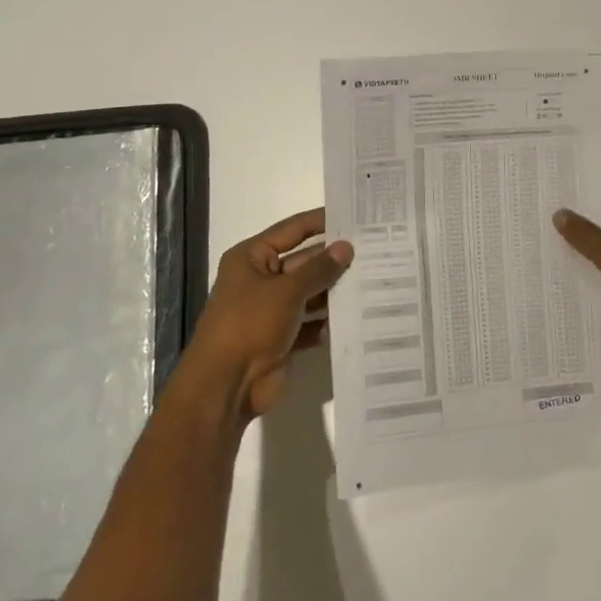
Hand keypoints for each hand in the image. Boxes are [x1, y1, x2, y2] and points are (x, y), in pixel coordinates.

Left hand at [185, 208, 353, 419]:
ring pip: (310, 293)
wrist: (226, 385)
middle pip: (303, 262)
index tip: (353, 215)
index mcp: (251, 258)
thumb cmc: (249, 324)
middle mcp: (261, 279)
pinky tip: (359, 316)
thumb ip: (319, 269)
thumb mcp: (286, 290)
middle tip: (374, 250)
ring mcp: (271, 310)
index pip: (292, 230)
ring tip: (375, 279)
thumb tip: (346, 247)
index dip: (321, 221)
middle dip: (334, 259)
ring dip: (335, 290)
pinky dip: (329, 321)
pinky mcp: (282, 338)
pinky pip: (311, 322)